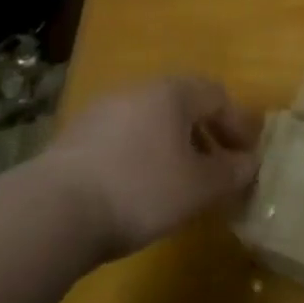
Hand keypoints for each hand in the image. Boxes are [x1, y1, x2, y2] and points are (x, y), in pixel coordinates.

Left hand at [36, 75, 262, 258]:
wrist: (52, 212)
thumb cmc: (141, 189)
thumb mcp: (199, 187)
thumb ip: (231, 173)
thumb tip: (251, 163)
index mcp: (173, 92)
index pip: (217, 96)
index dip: (237, 125)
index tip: (247, 156)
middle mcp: (138, 90)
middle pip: (183, 105)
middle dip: (205, 134)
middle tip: (217, 167)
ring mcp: (101, 111)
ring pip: (151, 121)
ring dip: (172, 146)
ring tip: (178, 182)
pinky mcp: (74, 139)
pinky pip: (123, 138)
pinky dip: (141, 156)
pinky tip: (138, 188)